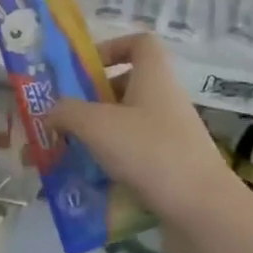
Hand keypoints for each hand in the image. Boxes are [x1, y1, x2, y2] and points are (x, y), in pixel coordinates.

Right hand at [50, 34, 239, 224]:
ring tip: (67, 151)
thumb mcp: (96, 125)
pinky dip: (111, 162)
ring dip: (97, 134)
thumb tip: (51, 111)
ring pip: (127, 124)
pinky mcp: (171, 167)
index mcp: (154, 77)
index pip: (140, 43)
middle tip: (63, 116)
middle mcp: (165, 100)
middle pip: (127, 86)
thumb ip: (66, 111)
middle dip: (92, 99)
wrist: (201, 209)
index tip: (84, 68)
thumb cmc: (149, 152)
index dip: (112, 47)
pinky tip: (88, 180)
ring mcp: (171, 135)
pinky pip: (134, 155)